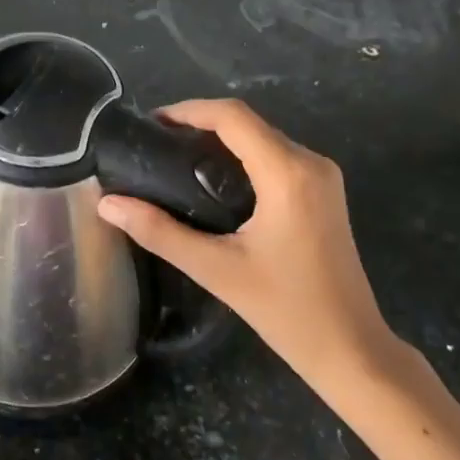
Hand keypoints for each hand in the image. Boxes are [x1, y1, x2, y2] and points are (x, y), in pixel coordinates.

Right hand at [96, 99, 401, 397]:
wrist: (351, 349)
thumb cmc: (286, 311)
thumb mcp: (216, 270)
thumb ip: (159, 232)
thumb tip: (107, 205)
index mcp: (288, 173)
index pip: (233, 117)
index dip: (189, 110)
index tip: (150, 123)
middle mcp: (310, 162)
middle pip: (248, 122)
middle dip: (200, 123)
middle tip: (155, 144)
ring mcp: (322, 176)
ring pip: (263, 136)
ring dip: (221, 139)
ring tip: (175, 157)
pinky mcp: (324, 191)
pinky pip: (277, 155)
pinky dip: (242, 155)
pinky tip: (212, 178)